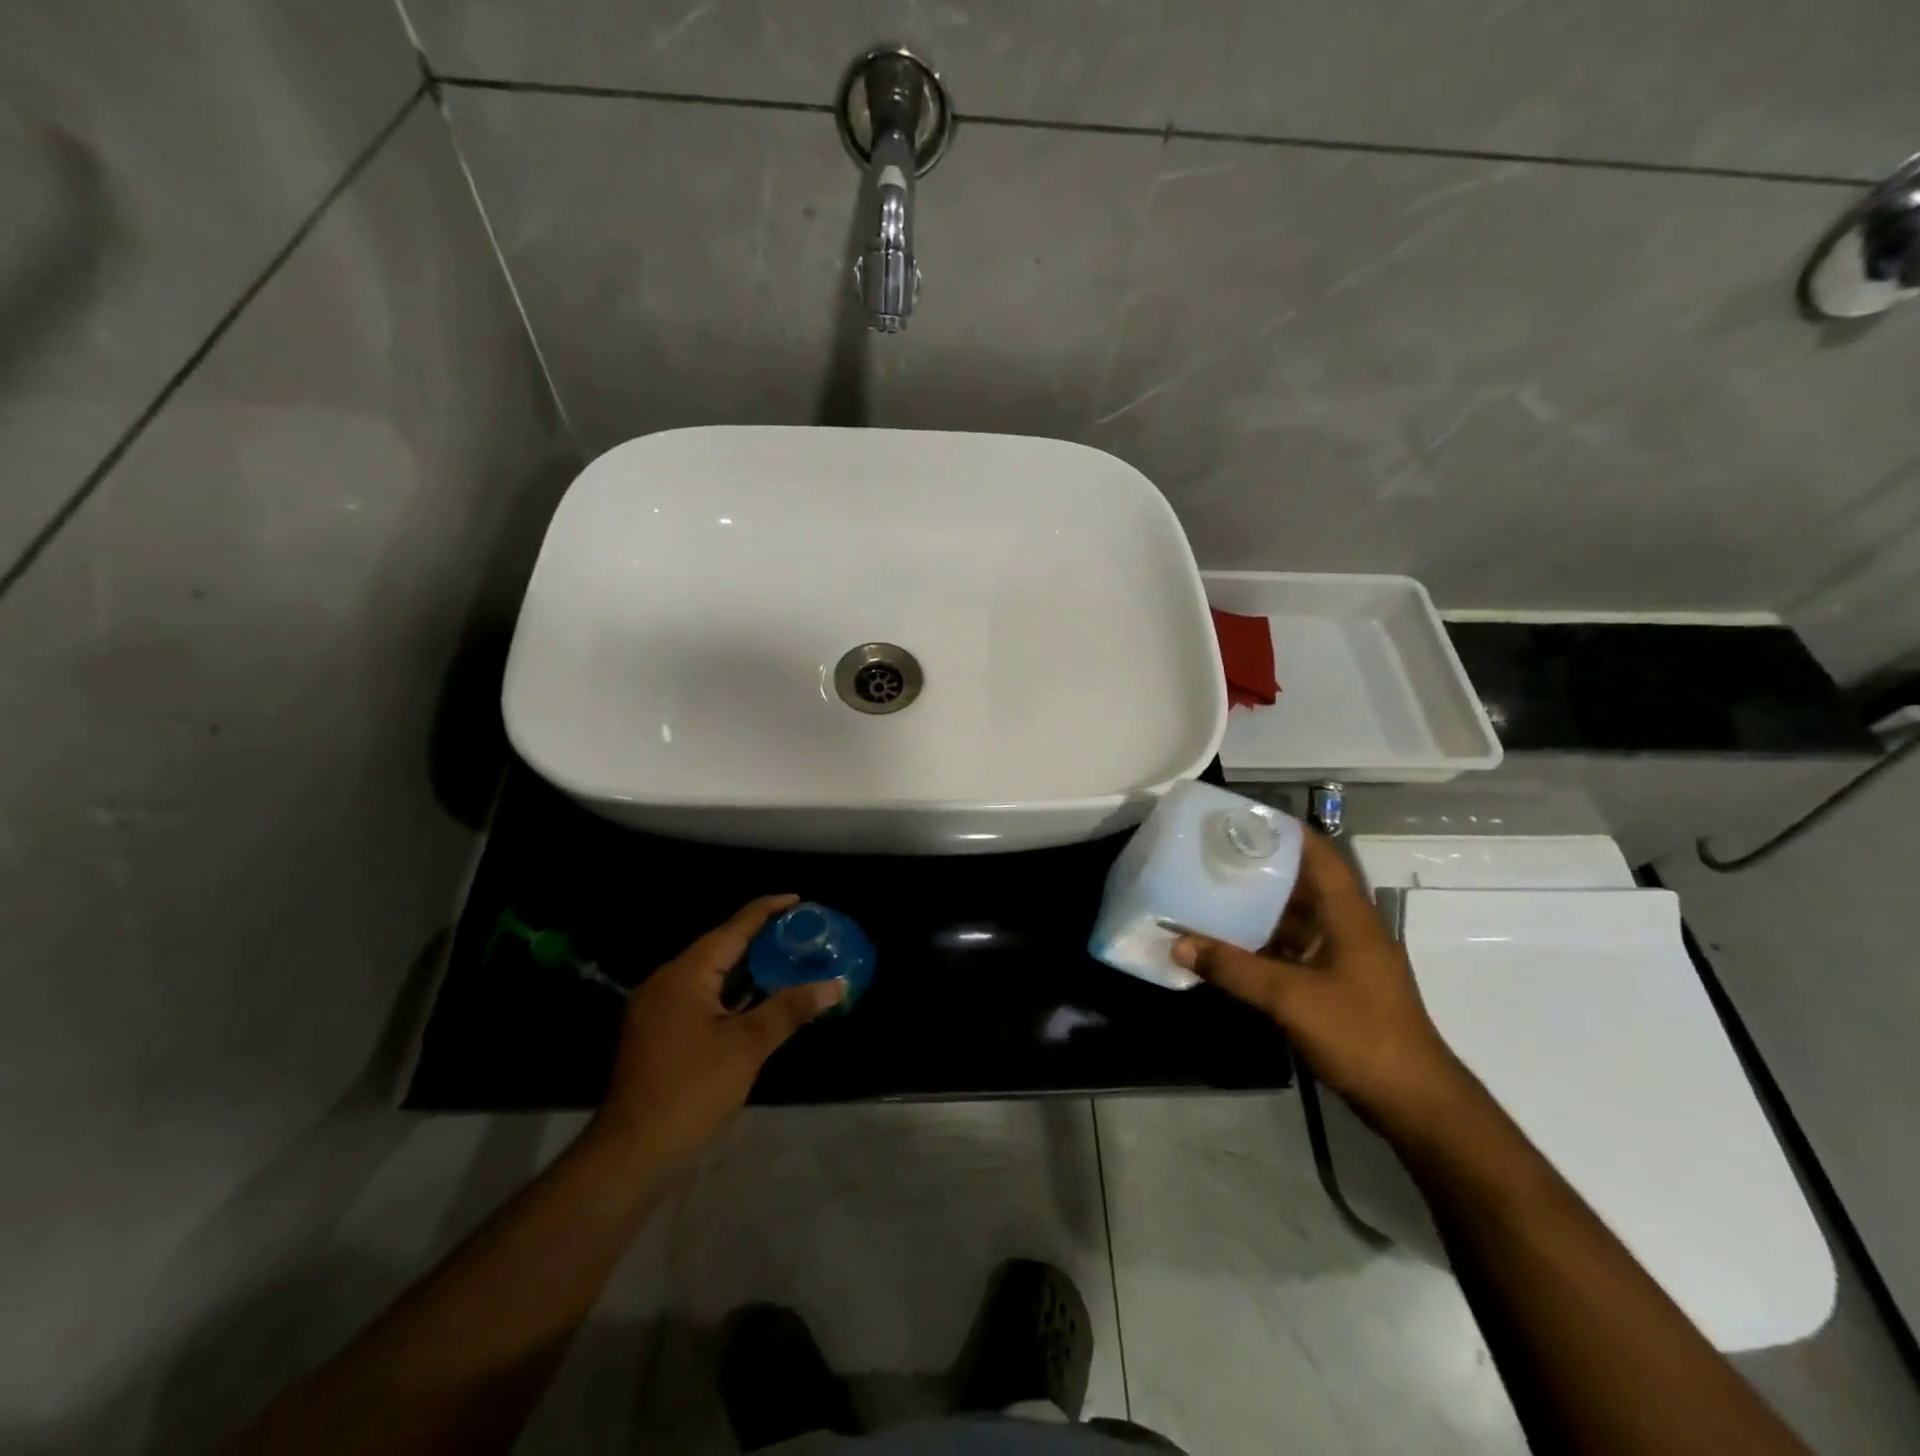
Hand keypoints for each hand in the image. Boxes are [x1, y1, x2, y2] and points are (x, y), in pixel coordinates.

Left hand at [593, 896, 843, 1161]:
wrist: (633, 1152)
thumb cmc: (691, 1089)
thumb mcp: (747, 1046)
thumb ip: (790, 1009)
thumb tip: (835, 985)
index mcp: (685, 974)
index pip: (732, 929)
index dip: (766, 911)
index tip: (797, 899)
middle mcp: (667, 982)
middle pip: (719, 946)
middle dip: (759, 938)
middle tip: (799, 932)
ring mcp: (659, 1009)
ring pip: (710, 974)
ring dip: (746, 967)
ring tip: (786, 958)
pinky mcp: (659, 1032)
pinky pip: (701, 996)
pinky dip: (730, 992)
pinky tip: (756, 998)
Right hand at [1173, 831, 1466, 1134]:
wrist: (1413, 1102)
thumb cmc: (1360, 1034)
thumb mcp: (1290, 998)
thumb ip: (1233, 969)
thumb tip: (1178, 943)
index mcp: (1350, 915)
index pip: (1320, 854)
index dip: (1284, 831)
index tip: (1240, 820)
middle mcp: (1349, 928)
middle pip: (1303, 883)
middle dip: (1260, 867)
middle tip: (1212, 855)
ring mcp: (1345, 958)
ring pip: (1297, 918)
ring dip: (1260, 907)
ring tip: (1212, 892)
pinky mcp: (1337, 985)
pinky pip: (1294, 949)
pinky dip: (1264, 943)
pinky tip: (1230, 945)